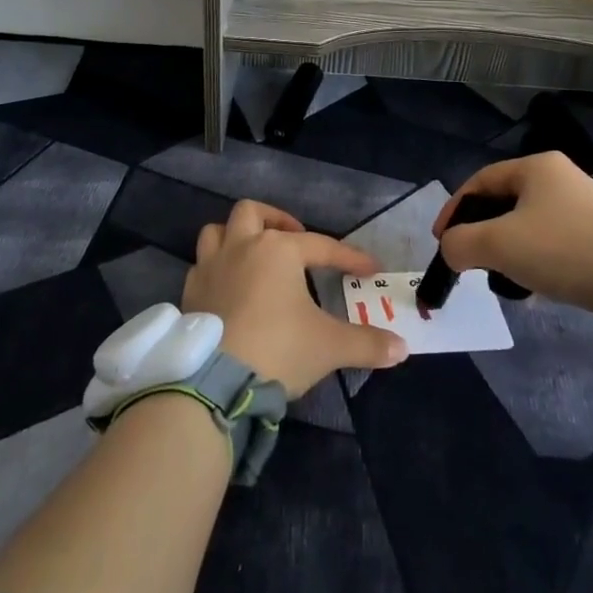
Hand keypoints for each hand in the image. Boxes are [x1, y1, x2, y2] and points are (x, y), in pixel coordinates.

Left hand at [186, 200, 407, 395]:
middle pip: (252, 213)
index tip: (369, 269)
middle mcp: (240, 247)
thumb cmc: (279, 349)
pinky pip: (200, 267)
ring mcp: (209, 268)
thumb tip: (402, 348)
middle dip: (274, 220)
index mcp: (277, 250)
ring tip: (254, 255)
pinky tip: (228, 289)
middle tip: (293, 240)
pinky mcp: (190, 293)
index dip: (348, 258)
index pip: (321, 246)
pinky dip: (215, 270)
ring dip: (235, 237)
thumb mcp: (330, 347)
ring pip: (216, 232)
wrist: (216, 380)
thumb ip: (367, 344)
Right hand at [432, 152, 592, 327]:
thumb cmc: (561, 250)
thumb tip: (450, 250)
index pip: (479, 181)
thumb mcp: (497, 244)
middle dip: (480, 232)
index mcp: (537, 166)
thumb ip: (459, 243)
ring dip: (506, 250)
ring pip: (526, 225)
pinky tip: (530, 287)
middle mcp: (560, 178)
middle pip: (502, 203)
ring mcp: (583, 207)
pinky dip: (532, 261)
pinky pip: (550, 243)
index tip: (441, 241)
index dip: (453, 210)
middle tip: (467, 258)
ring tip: (497, 277)